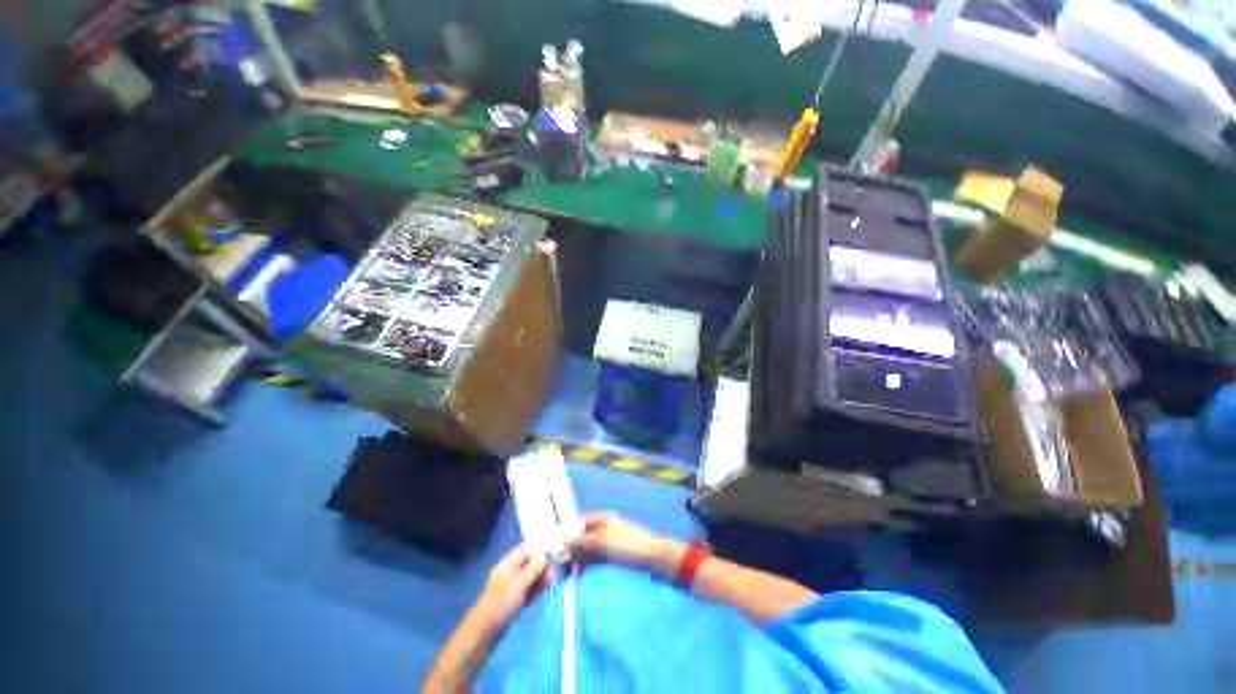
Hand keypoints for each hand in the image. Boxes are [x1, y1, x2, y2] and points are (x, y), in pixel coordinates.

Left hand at [469, 545, 548, 630]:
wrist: (483, 632)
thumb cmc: (500, 604)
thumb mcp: (519, 584)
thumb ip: (533, 568)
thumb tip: (545, 554)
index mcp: (508, 563)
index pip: (527, 548)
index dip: (540, 549)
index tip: (554, 554)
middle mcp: (510, 570)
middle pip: (530, 562)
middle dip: (542, 566)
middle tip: (553, 575)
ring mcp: (511, 585)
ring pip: (530, 576)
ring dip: (541, 578)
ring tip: (550, 584)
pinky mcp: (513, 598)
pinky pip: (527, 588)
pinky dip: (535, 588)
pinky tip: (542, 592)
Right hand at [568, 514, 683, 578]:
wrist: (654, 559)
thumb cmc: (628, 546)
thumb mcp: (603, 542)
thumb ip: (583, 541)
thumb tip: (565, 540)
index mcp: (604, 520)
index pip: (580, 522)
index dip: (569, 532)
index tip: (556, 546)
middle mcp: (605, 529)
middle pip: (584, 536)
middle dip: (572, 548)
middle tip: (559, 565)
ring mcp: (610, 543)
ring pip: (589, 549)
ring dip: (578, 559)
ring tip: (568, 573)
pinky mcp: (614, 556)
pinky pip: (596, 558)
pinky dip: (587, 565)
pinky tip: (579, 574)